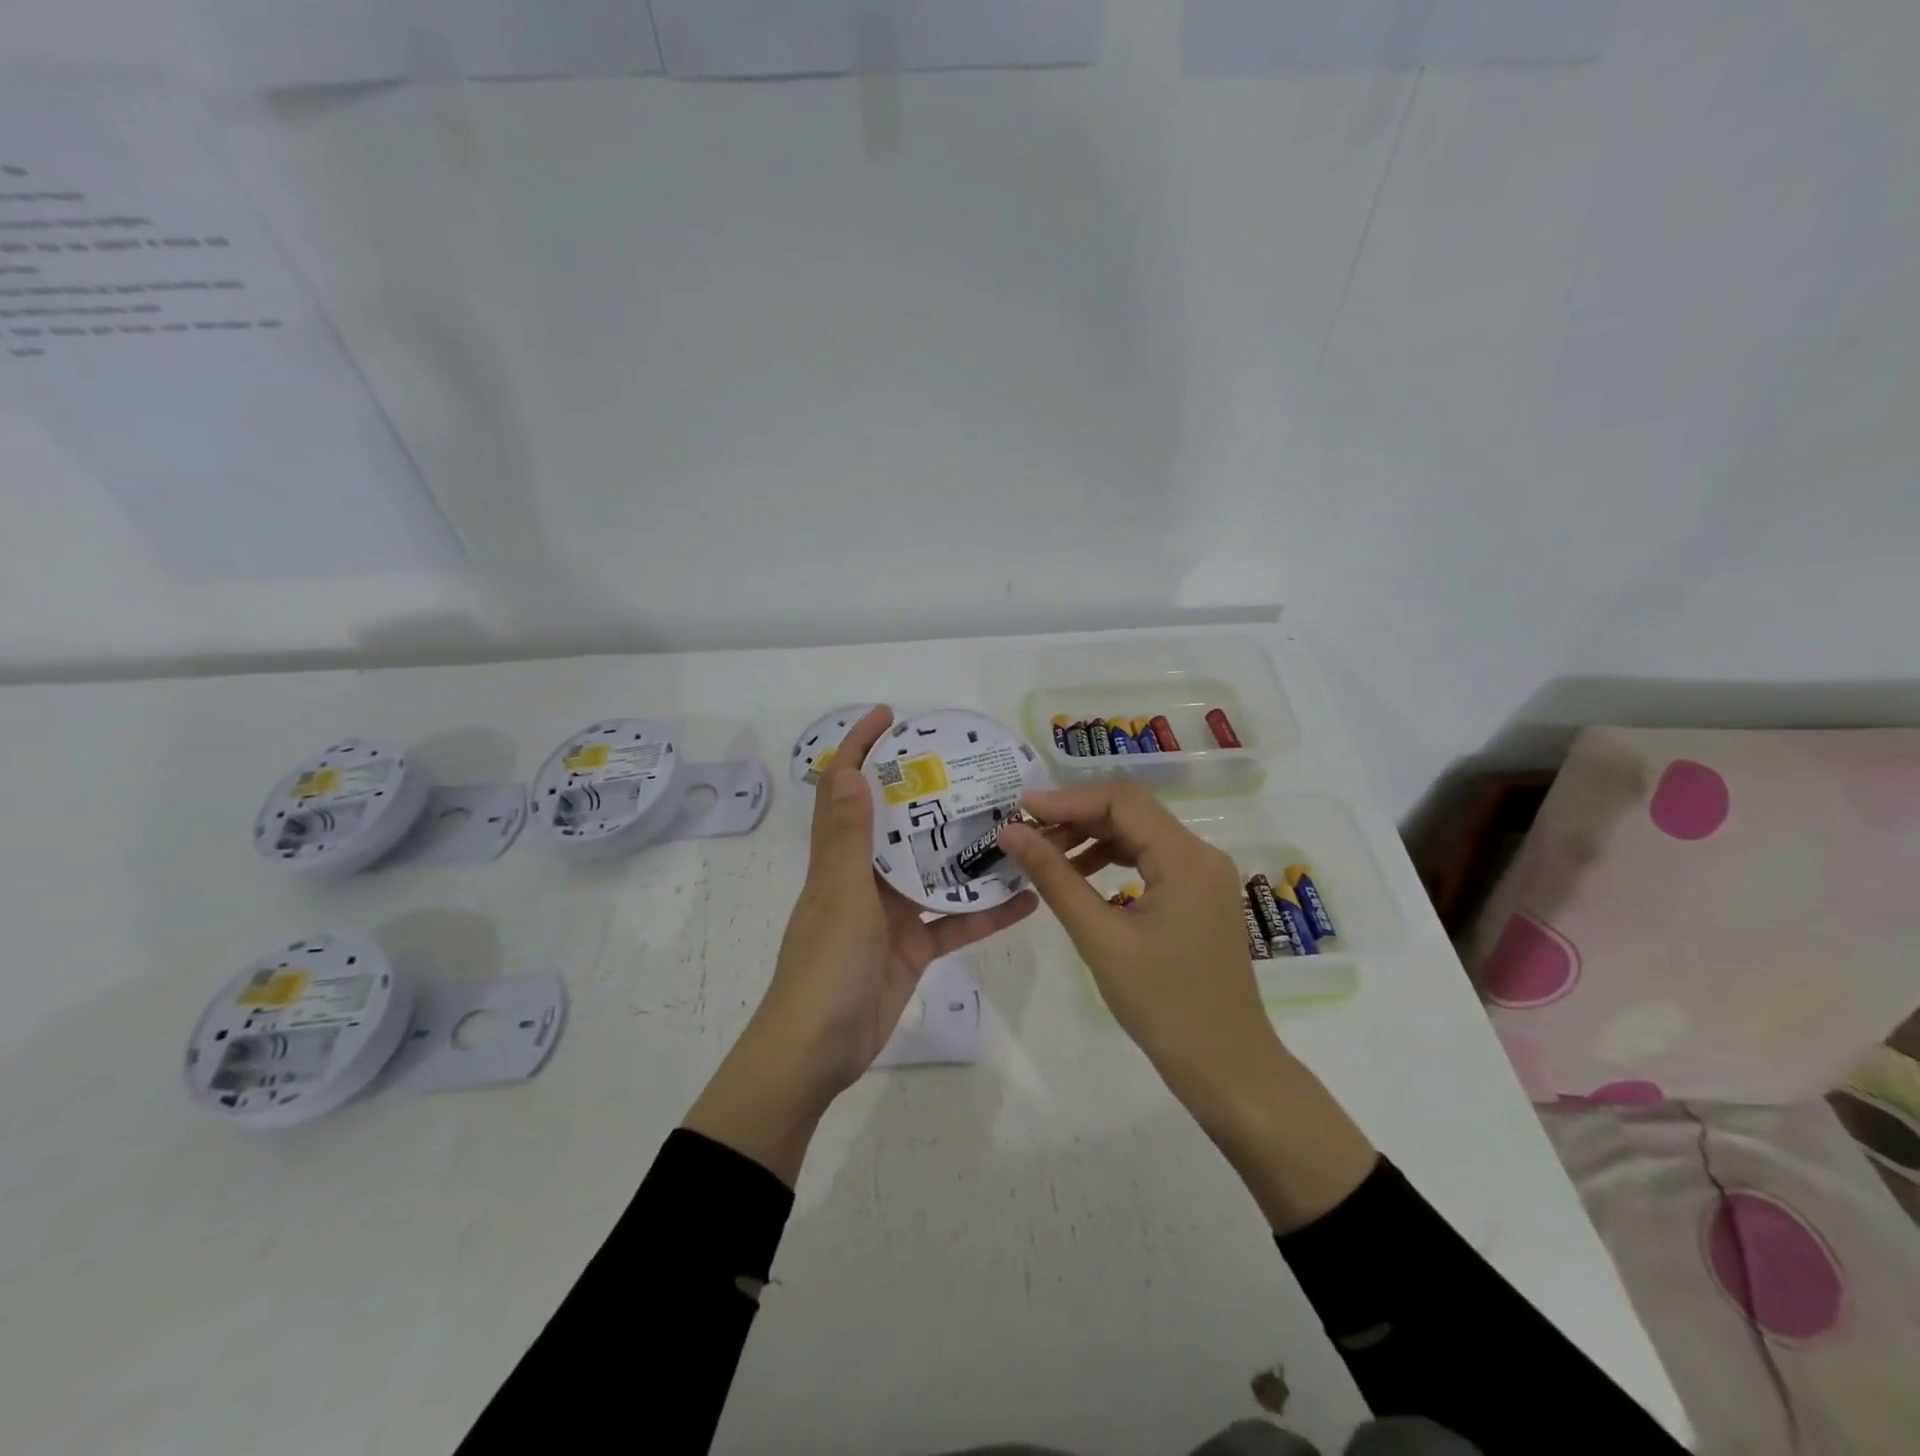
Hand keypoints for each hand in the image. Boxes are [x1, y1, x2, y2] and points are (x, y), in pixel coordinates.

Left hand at [685, 706, 1038, 1183]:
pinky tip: (1026, 899)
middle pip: (898, 824)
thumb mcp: (841, 897)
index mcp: (839, 858)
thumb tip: (853, 772)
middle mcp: (864, 877)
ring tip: (1014, 824)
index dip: (860, 748)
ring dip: (967, 852)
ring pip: (934, 871)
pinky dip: (985, 912)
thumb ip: (849, 839)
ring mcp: (890, 913)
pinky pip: (954, 922)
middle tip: (974, 768)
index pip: (845, 788)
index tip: (891, 718)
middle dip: (929, 793)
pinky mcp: (912, 947)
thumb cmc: (825, 968)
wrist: (817, 1053)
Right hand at [998, 777, 1267, 1092]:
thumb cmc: (1162, 1005)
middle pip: (1131, 810)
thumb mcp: (1099, 938)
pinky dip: (1112, 857)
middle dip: (1076, 815)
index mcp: (1185, 858)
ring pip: (1139, 832)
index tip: (1020, 812)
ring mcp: (1202, 874)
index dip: (1067, 798)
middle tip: (1027, 835)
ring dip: (1091, 836)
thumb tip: (1011, 832)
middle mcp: (1200, 853)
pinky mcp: (1198, 893)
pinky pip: (1150, 857)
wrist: (1226, 1065)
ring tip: (1046, 855)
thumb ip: (1054, 877)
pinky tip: (1081, 875)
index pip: (1121, 800)